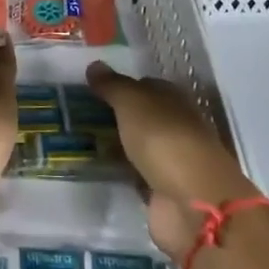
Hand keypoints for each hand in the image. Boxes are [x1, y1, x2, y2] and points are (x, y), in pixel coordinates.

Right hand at [86, 62, 258, 258]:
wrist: (192, 204)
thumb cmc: (164, 140)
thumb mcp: (133, 103)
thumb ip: (113, 86)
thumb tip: (94, 65)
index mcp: (175, 101)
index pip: (146, 86)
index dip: (120, 85)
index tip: (90, 87)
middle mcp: (175, 128)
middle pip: (141, 117)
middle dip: (115, 116)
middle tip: (77, 113)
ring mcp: (170, 162)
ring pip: (137, 146)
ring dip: (116, 145)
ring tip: (79, 140)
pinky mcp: (161, 192)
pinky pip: (135, 175)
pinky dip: (120, 172)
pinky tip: (96, 168)